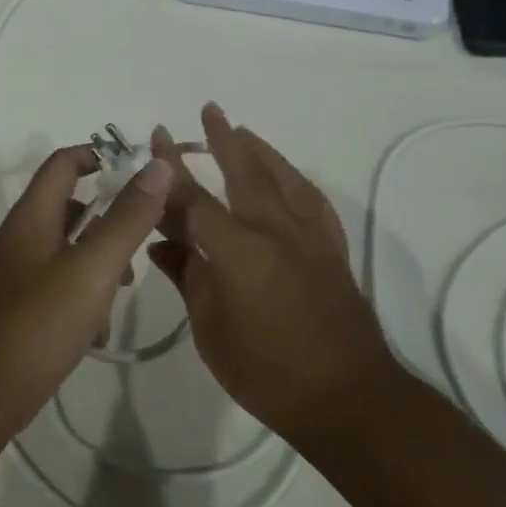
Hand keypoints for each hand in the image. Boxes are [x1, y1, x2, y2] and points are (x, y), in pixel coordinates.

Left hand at [0, 144, 172, 426]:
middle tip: (141, 240)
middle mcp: (19, 238)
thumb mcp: (93, 267)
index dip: (100, 156)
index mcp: (31, 217)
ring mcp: (15, 275)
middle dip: (108, 218)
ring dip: (99, 260)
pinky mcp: (19, 308)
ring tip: (124, 288)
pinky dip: (83, 294)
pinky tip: (98, 328)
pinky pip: (58, 284)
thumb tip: (157, 166)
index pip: (63, 163)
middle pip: (68, 206)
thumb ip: (127, 218)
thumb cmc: (39, 323)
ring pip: (67, 249)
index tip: (140, 174)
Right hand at [149, 104, 399, 448]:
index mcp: (238, 249)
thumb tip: (162, 242)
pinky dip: (293, 179)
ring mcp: (309, 236)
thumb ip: (188, 277)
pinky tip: (286, 177)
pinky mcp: (332, 249)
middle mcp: (275, 229)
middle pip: (244, 171)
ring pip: (282, 177)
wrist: (348, 396)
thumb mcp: (211, 329)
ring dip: (260, 150)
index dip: (170, 169)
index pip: (194, 198)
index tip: (157, 138)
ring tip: (242, 132)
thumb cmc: (267, 371)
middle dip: (222, 138)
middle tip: (209, 110)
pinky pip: (311, 200)